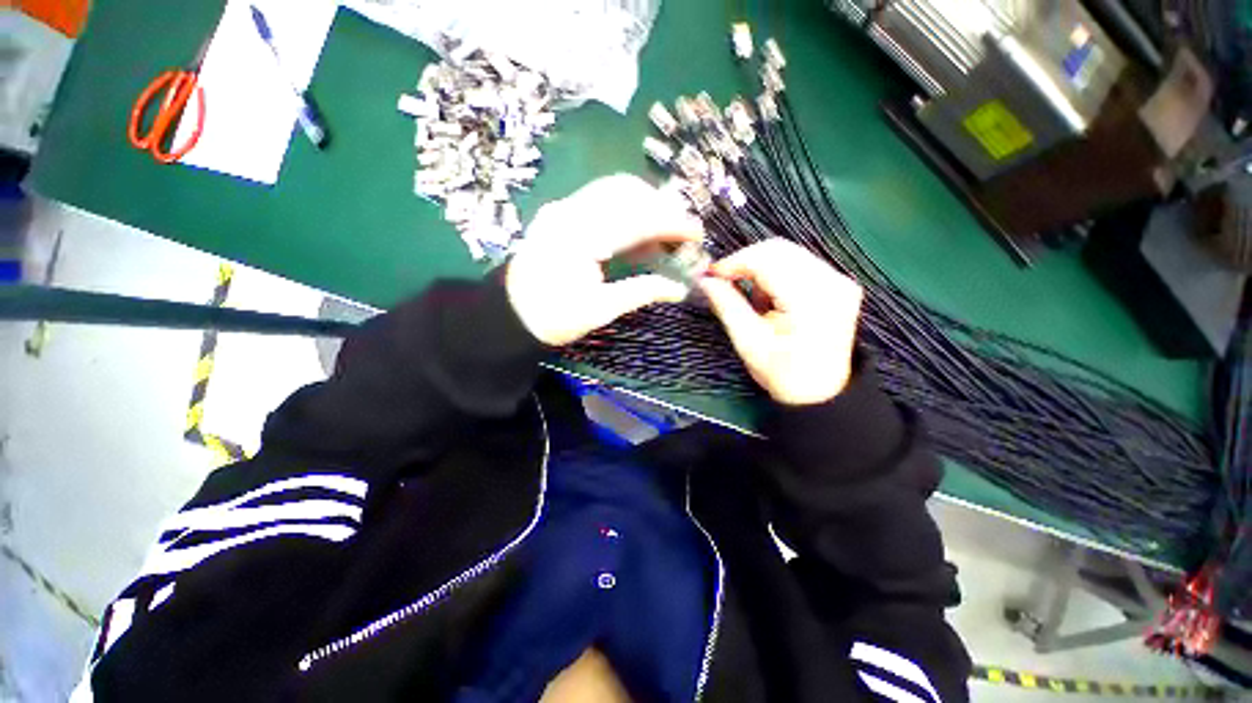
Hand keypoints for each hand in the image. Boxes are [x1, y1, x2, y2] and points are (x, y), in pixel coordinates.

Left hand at [506, 175, 703, 345]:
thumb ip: (641, 292)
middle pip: (626, 191)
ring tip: (665, 234)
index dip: (671, 223)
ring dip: (647, 206)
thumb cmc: (552, 318)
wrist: (510, 314)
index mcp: (579, 238)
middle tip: (683, 234)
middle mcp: (570, 212)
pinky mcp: (562, 212)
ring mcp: (563, 208)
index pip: (635, 218)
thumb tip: (680, 288)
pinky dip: (628, 211)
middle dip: (662, 208)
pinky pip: (603, 200)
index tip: (697, 235)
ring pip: (615, 190)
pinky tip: (640, 234)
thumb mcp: (599, 311)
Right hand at [699, 239, 862, 405]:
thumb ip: (727, 306)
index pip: (767, 260)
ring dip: (760, 268)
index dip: (734, 262)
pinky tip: (770, 298)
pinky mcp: (838, 283)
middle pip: (779, 249)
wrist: (822, 392)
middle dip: (745, 262)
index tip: (711, 274)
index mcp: (811, 300)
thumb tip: (706, 280)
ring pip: (788, 253)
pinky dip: (776, 274)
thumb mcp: (749, 343)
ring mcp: (839, 280)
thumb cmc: (783, 375)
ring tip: (752, 300)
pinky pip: (798, 263)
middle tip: (724, 282)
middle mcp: (831, 282)